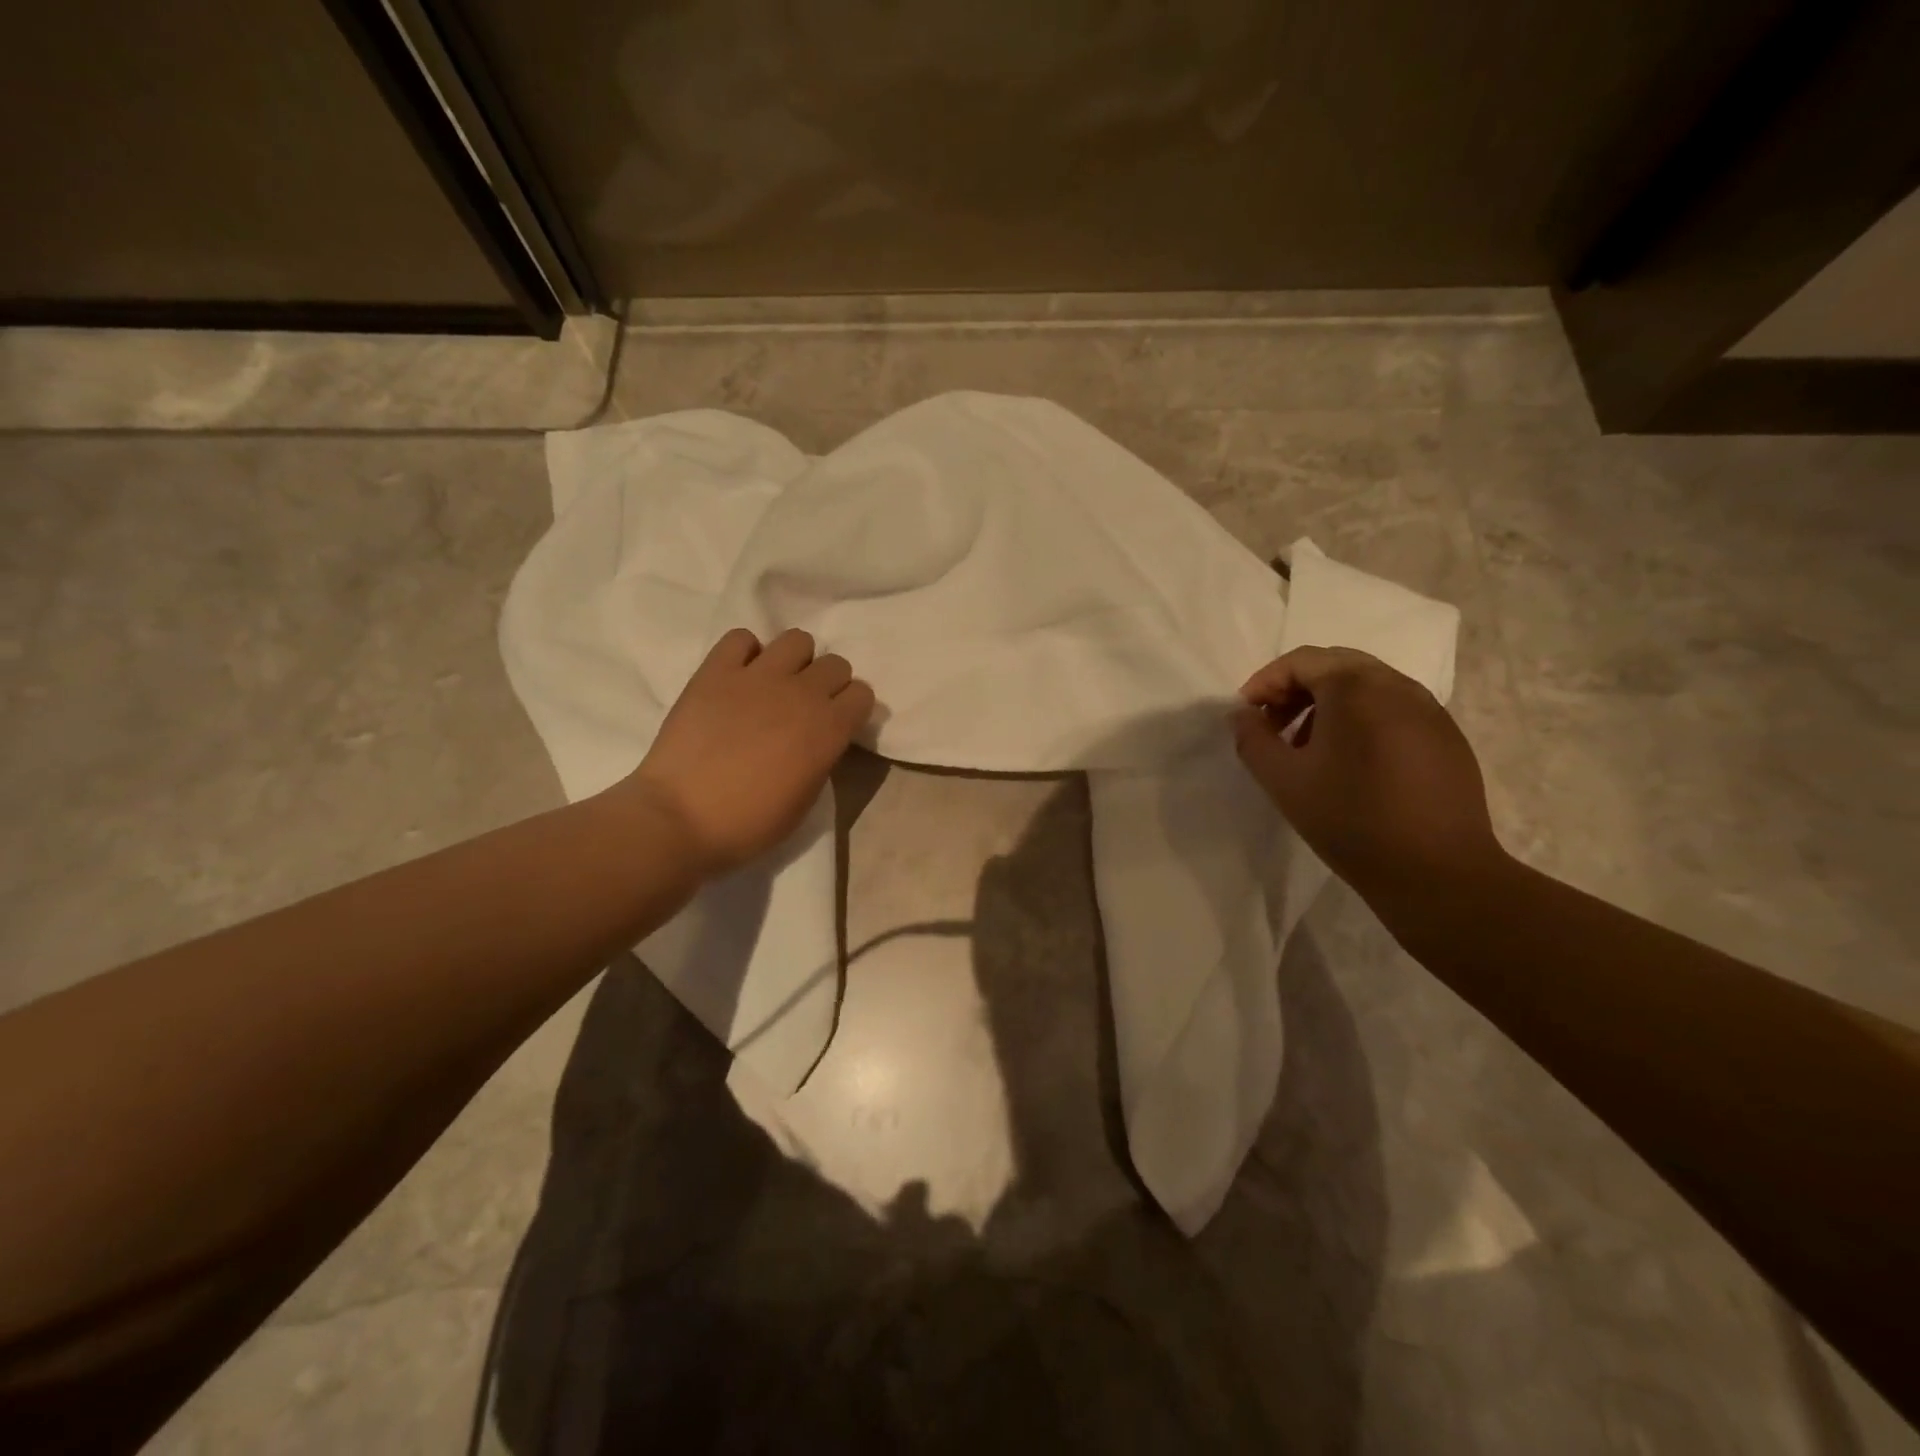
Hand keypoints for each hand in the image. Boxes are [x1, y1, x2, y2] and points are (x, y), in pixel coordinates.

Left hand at [618, 627, 874, 877]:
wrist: (681, 818)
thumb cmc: (750, 823)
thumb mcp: (806, 799)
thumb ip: (821, 757)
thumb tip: (818, 738)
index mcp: (829, 729)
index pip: (863, 694)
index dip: (851, 709)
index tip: (837, 724)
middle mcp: (801, 693)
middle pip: (835, 664)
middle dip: (828, 683)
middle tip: (805, 706)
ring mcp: (758, 676)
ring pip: (797, 640)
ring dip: (793, 661)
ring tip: (775, 684)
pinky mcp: (716, 671)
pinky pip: (741, 638)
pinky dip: (745, 653)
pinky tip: (738, 677)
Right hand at [1231, 646, 1505, 903]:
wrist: (1437, 873)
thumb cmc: (1350, 820)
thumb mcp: (1284, 780)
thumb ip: (1253, 739)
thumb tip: (1242, 715)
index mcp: (1356, 688)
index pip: (1301, 661)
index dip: (1265, 682)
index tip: (1247, 715)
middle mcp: (1398, 686)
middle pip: (1336, 666)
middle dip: (1296, 689)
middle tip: (1273, 725)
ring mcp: (1429, 710)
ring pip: (1367, 687)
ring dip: (1328, 705)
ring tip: (1307, 748)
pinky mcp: (1447, 737)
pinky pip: (1394, 710)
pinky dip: (1361, 720)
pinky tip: (1350, 764)